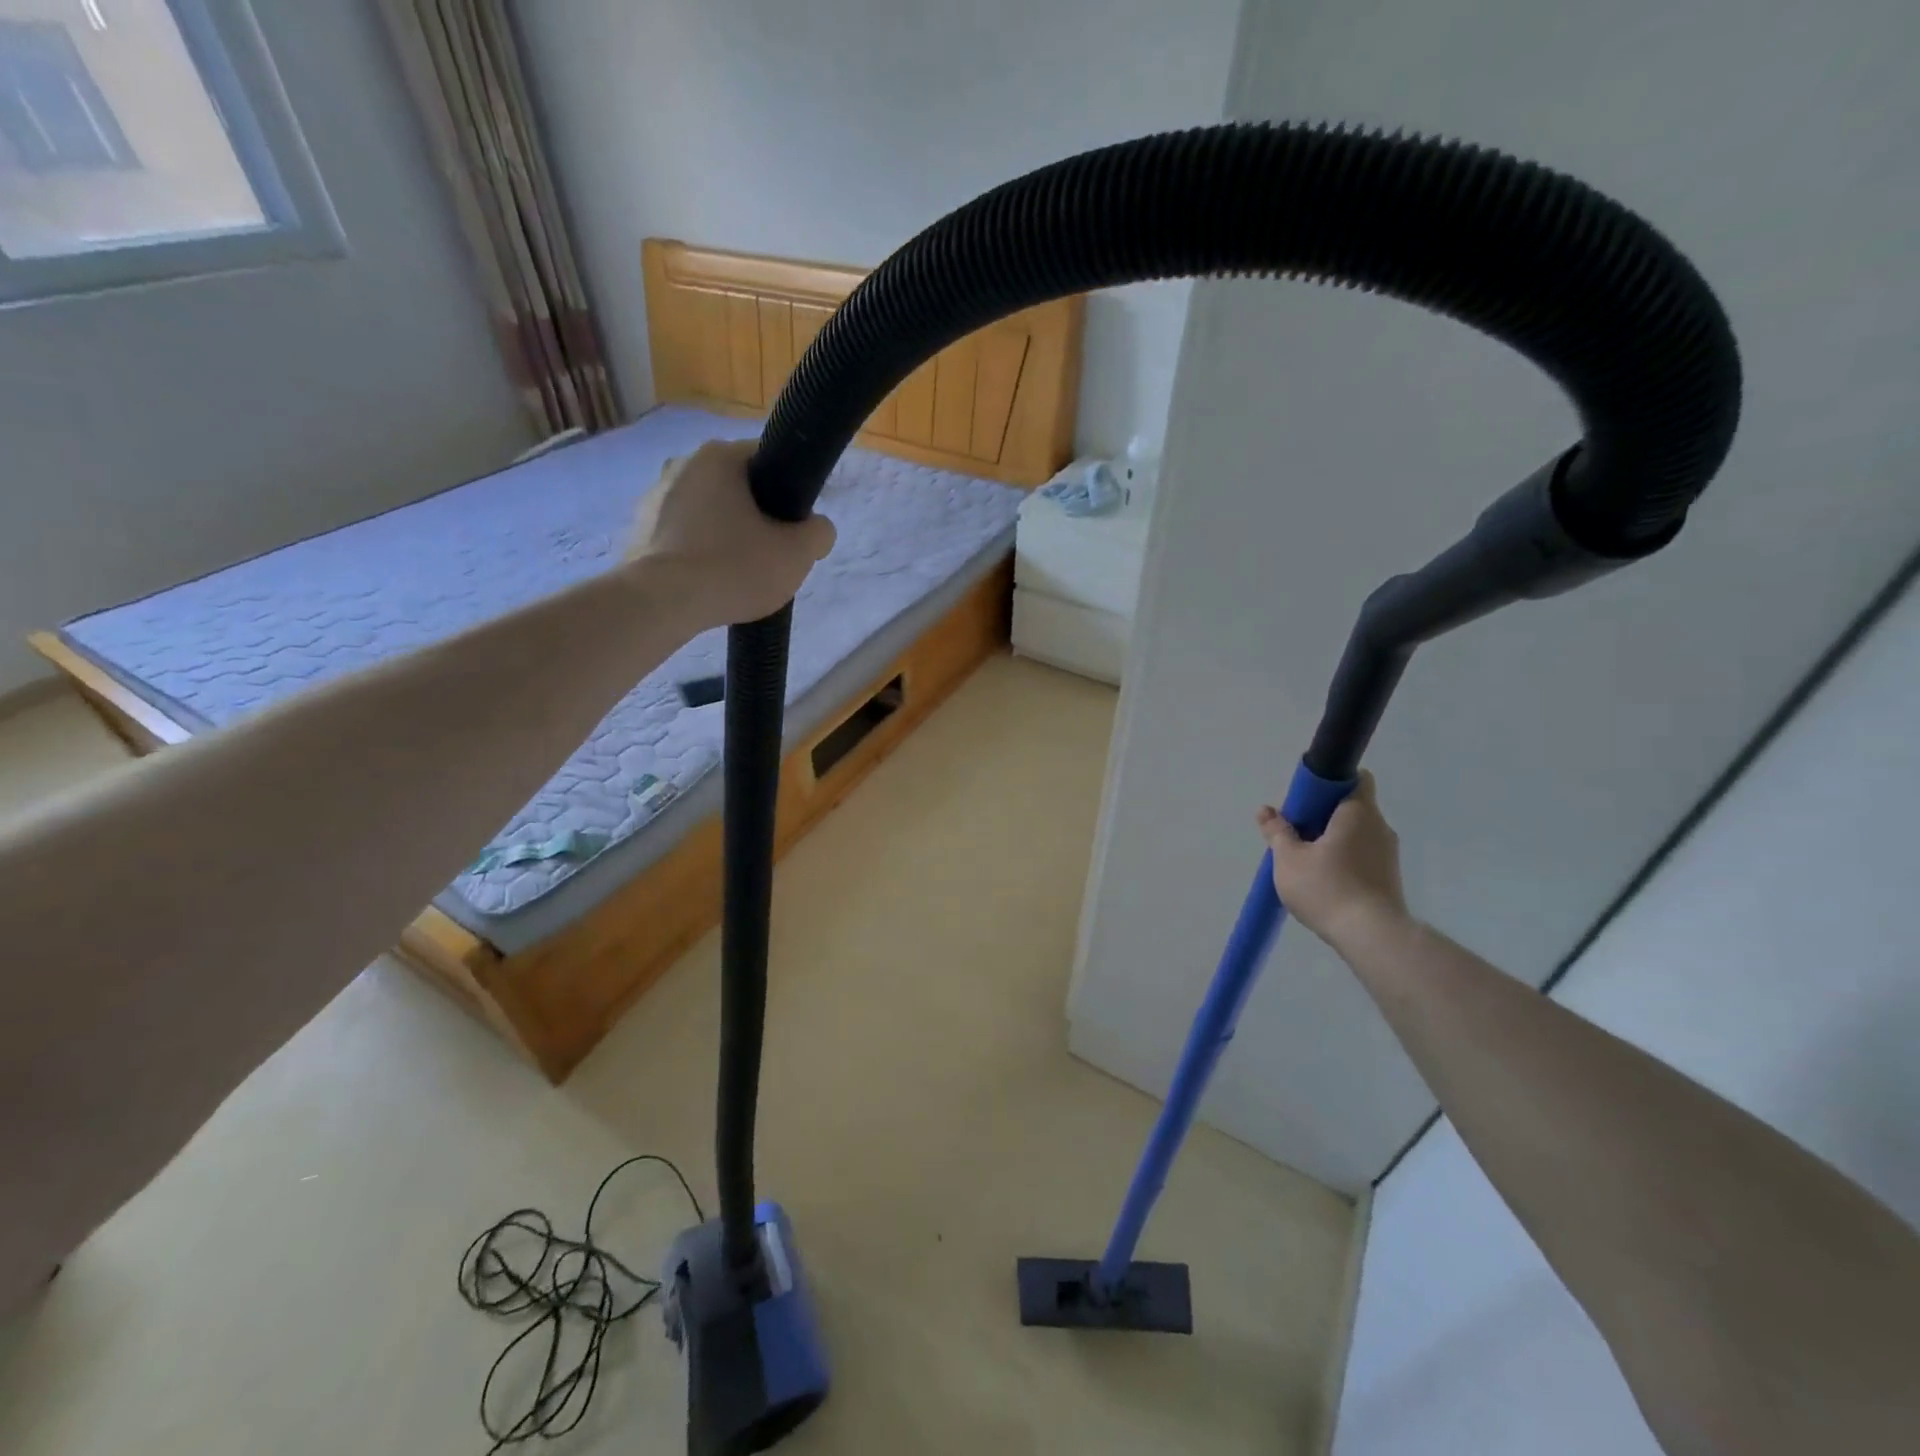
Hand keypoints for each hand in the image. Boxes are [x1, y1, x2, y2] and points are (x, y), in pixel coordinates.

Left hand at [628, 439, 835, 628]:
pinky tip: (707, 582)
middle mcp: (682, 464)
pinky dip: (697, 552)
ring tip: (736, 573)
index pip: (768, 459)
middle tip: (770, 553)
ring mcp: (653, 496)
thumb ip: (819, 533)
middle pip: (736, 487)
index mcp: (720, 456)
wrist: (662, 603)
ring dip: (724, 534)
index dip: (790, 491)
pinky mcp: (638, 530)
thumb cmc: (734, 567)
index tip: (795, 525)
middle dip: (755, 515)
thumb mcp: (797, 554)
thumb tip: (816, 528)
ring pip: (707, 512)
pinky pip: (681, 535)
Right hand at [1258, 771, 1408, 947]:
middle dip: (1325, 816)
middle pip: (1352, 808)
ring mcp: (1389, 854)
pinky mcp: (1389, 878)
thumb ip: (1277, 831)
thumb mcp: (1288, 858)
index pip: (1356, 779)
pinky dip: (1345, 861)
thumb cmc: (1327, 887)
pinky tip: (1325, 882)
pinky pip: (1364, 857)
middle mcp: (1380, 827)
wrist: (1371, 936)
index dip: (1331, 784)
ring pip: (1357, 834)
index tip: (1307, 801)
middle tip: (1298, 834)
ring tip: (1307, 863)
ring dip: (1334, 840)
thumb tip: (1265, 810)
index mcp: (1358, 812)